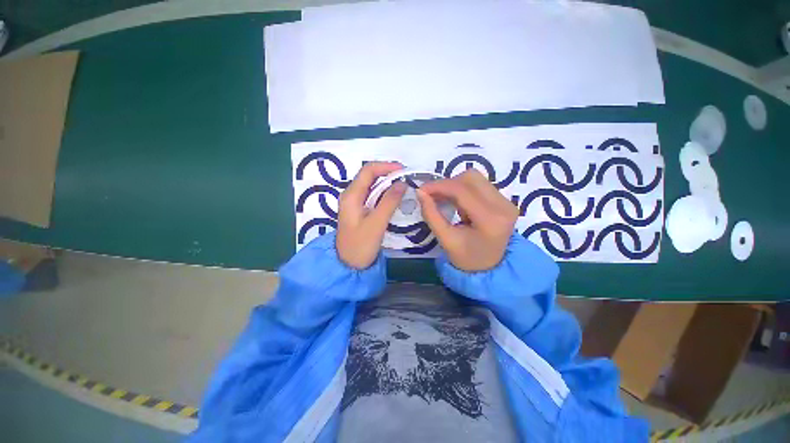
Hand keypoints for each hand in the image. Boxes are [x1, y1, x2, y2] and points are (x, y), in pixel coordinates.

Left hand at [336, 162, 406, 268]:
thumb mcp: (376, 223)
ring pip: (372, 186)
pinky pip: (373, 196)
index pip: (368, 171)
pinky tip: (395, 198)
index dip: (386, 166)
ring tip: (404, 186)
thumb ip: (389, 202)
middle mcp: (351, 195)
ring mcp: (354, 203)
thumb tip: (402, 183)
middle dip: (388, 174)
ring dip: (387, 184)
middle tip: (407, 178)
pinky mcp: (359, 210)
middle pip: (369, 176)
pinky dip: (385, 193)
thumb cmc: (360, 245)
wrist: (348, 265)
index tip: (404, 170)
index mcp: (351, 195)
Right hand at [417, 170, 517, 271]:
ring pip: (475, 178)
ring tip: (443, 199)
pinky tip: (455, 201)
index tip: (421, 190)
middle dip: (447, 184)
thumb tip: (420, 192)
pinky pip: (479, 184)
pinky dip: (462, 189)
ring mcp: (507, 201)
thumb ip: (431, 215)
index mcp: (490, 220)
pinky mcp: (504, 200)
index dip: (439, 186)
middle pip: (471, 178)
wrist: (490, 268)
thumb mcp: (446, 239)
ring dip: (454, 185)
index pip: (462, 191)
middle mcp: (504, 206)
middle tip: (432, 195)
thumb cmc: (466, 258)